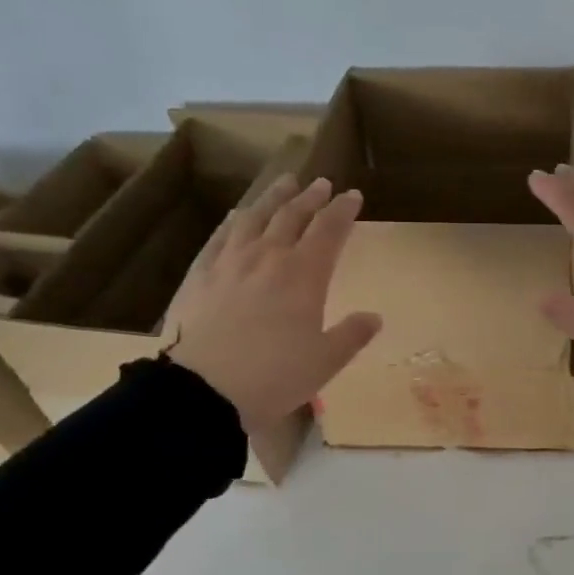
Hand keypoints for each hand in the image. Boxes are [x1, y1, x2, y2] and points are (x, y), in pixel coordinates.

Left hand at [163, 174, 381, 429]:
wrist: (202, 391)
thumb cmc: (275, 376)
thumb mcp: (326, 361)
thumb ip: (352, 335)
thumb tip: (373, 317)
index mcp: (304, 275)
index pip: (329, 230)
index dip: (343, 211)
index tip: (353, 196)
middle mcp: (268, 258)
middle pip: (292, 216)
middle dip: (311, 197)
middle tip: (322, 183)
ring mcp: (230, 264)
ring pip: (254, 218)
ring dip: (273, 198)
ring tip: (284, 183)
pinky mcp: (200, 276)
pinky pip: (219, 238)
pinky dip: (234, 222)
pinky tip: (238, 216)